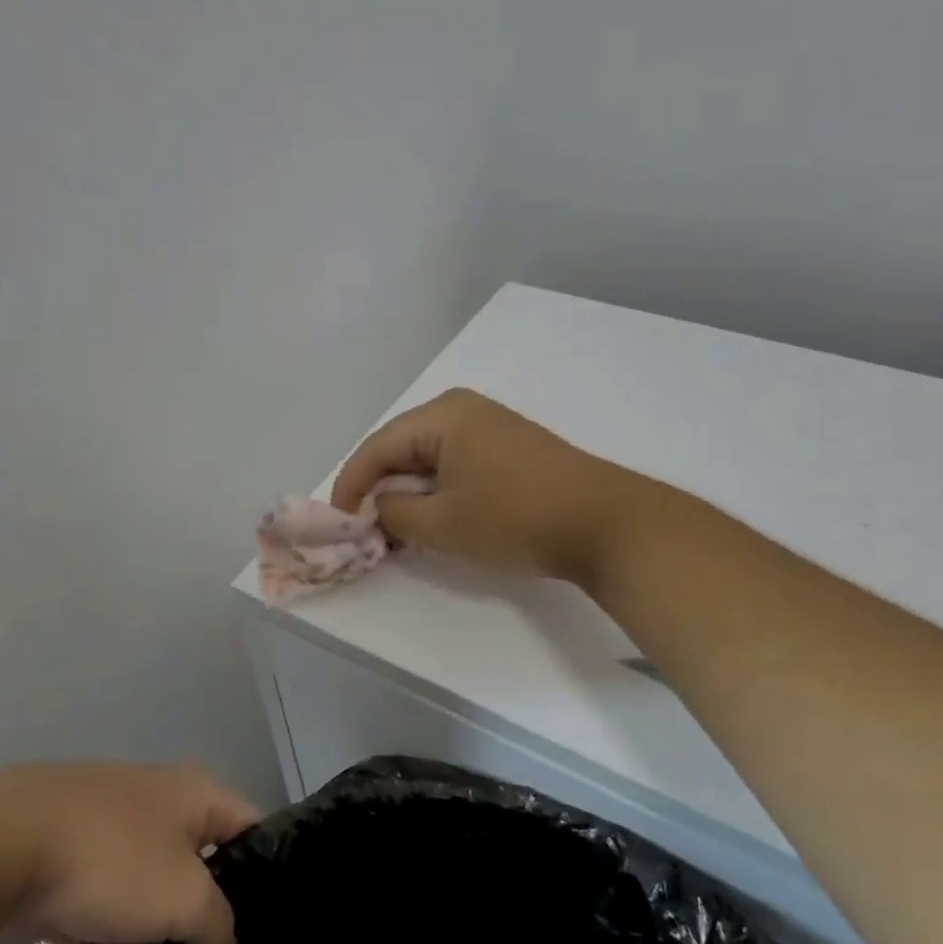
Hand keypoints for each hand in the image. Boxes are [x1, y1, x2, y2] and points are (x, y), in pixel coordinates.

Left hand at [0, 763, 262, 943]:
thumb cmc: (113, 857)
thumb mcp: (184, 896)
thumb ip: (217, 926)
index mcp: (193, 795)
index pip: (249, 826)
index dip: (267, 870)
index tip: (274, 926)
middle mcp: (154, 808)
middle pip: (195, 867)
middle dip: (204, 919)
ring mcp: (103, 840)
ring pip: (141, 900)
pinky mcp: (59, 876)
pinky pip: (92, 923)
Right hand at [331, 388, 646, 584]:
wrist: (605, 523)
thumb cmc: (515, 518)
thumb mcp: (443, 523)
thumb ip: (394, 514)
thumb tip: (375, 509)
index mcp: (441, 416)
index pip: (376, 447)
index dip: (351, 486)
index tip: (338, 524)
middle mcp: (462, 410)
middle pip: (400, 449)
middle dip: (379, 491)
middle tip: (365, 531)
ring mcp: (489, 427)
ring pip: (428, 459)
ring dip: (408, 495)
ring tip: (396, 533)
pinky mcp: (508, 448)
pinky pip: (455, 465)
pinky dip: (437, 493)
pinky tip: (434, 521)